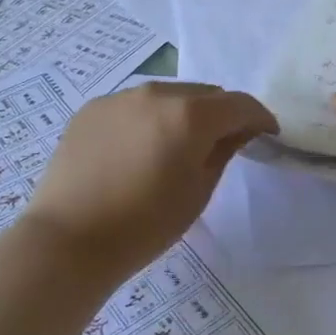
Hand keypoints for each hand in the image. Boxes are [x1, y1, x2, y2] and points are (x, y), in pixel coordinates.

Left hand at [23, 82, 276, 279]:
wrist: (68, 241)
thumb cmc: (144, 225)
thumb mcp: (198, 192)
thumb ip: (223, 151)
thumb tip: (237, 131)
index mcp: (190, 114)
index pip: (239, 104)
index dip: (260, 117)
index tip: (268, 133)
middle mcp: (157, 93)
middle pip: (204, 94)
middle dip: (221, 114)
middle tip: (224, 142)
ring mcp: (120, 97)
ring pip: (168, 95)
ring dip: (183, 113)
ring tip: (178, 144)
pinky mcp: (92, 108)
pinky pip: (134, 105)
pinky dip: (148, 119)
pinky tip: (139, 149)